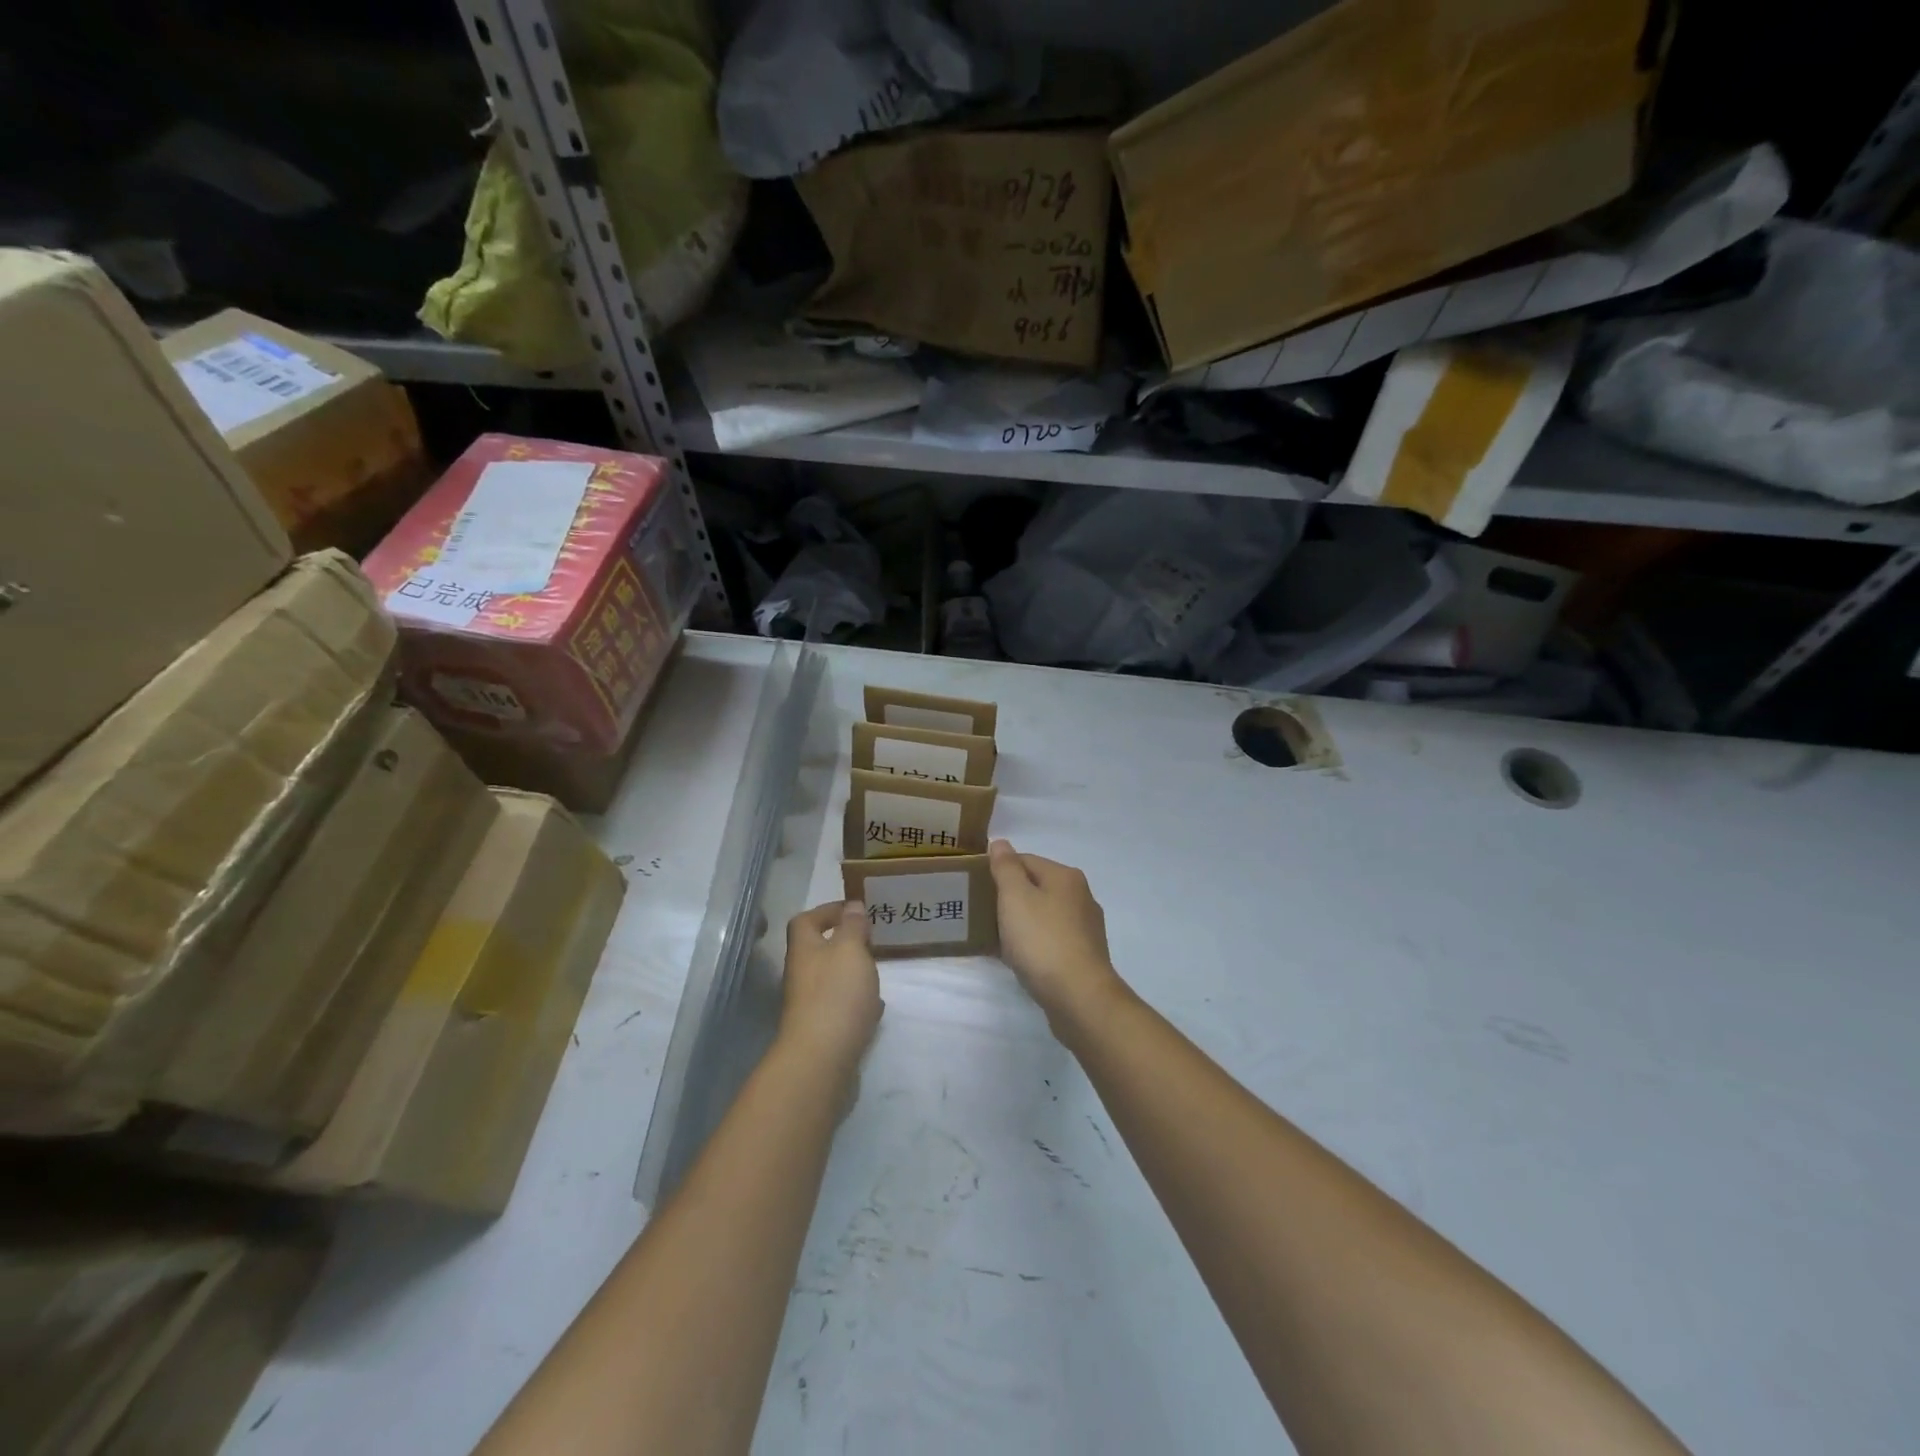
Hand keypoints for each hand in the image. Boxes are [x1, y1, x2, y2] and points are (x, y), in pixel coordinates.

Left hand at [780, 900, 882, 1072]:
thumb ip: (853, 926)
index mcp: (804, 949)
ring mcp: (809, 1004)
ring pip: (831, 978)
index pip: (806, 920)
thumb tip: (852, 907)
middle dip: (844, 943)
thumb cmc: (836, 994)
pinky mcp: (822, 1029)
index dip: (827, 910)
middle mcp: (801, 974)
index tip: (855, 909)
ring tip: (877, 970)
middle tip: (872, 940)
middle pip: (818, 950)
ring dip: (852, 972)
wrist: (821, 1058)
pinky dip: (857, 1001)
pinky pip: (840, 1006)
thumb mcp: (850, 949)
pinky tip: (875, 1006)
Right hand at [988, 841, 1126, 1033]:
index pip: (1024, 860)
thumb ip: (1006, 868)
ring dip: (1020, 923)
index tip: (976, 888)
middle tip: (981, 913)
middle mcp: (1080, 896)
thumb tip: (1001, 843)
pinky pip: (1050, 940)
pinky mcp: (1083, 955)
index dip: (998, 871)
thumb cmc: (1042, 940)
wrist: (1079, 997)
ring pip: (1043, 915)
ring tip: (994, 937)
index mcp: (1065, 877)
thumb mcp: (1015, 897)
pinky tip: (1017, 958)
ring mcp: (1085, 928)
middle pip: (1035, 887)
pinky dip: (1032, 944)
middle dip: (1008, 898)